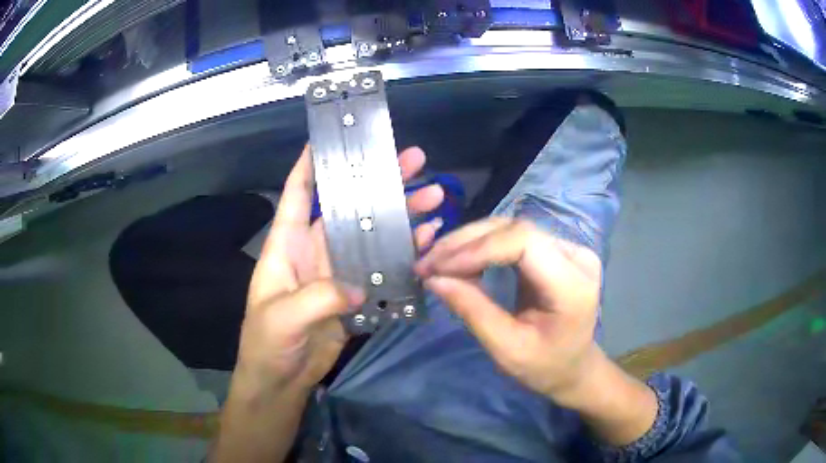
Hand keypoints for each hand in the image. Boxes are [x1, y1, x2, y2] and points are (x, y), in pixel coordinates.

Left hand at [237, 145, 443, 392]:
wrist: (280, 381)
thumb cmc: (267, 343)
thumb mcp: (282, 318)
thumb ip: (319, 297)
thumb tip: (360, 285)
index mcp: (287, 245)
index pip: (298, 193)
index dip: (311, 163)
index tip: (332, 137)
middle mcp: (314, 251)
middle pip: (349, 208)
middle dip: (379, 183)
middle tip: (414, 161)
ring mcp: (338, 272)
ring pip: (373, 235)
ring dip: (401, 216)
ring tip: (434, 196)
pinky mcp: (355, 295)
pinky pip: (383, 269)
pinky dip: (404, 256)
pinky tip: (427, 240)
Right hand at [415, 218, 603, 405]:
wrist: (573, 367)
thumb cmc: (544, 367)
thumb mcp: (507, 349)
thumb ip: (473, 310)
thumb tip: (433, 278)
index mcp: (573, 284)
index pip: (524, 242)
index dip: (477, 249)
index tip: (437, 267)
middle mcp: (576, 255)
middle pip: (515, 229)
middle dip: (466, 243)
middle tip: (427, 262)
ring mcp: (568, 248)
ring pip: (511, 228)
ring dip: (469, 242)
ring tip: (437, 261)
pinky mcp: (555, 250)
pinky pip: (513, 237)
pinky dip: (481, 246)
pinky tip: (460, 260)